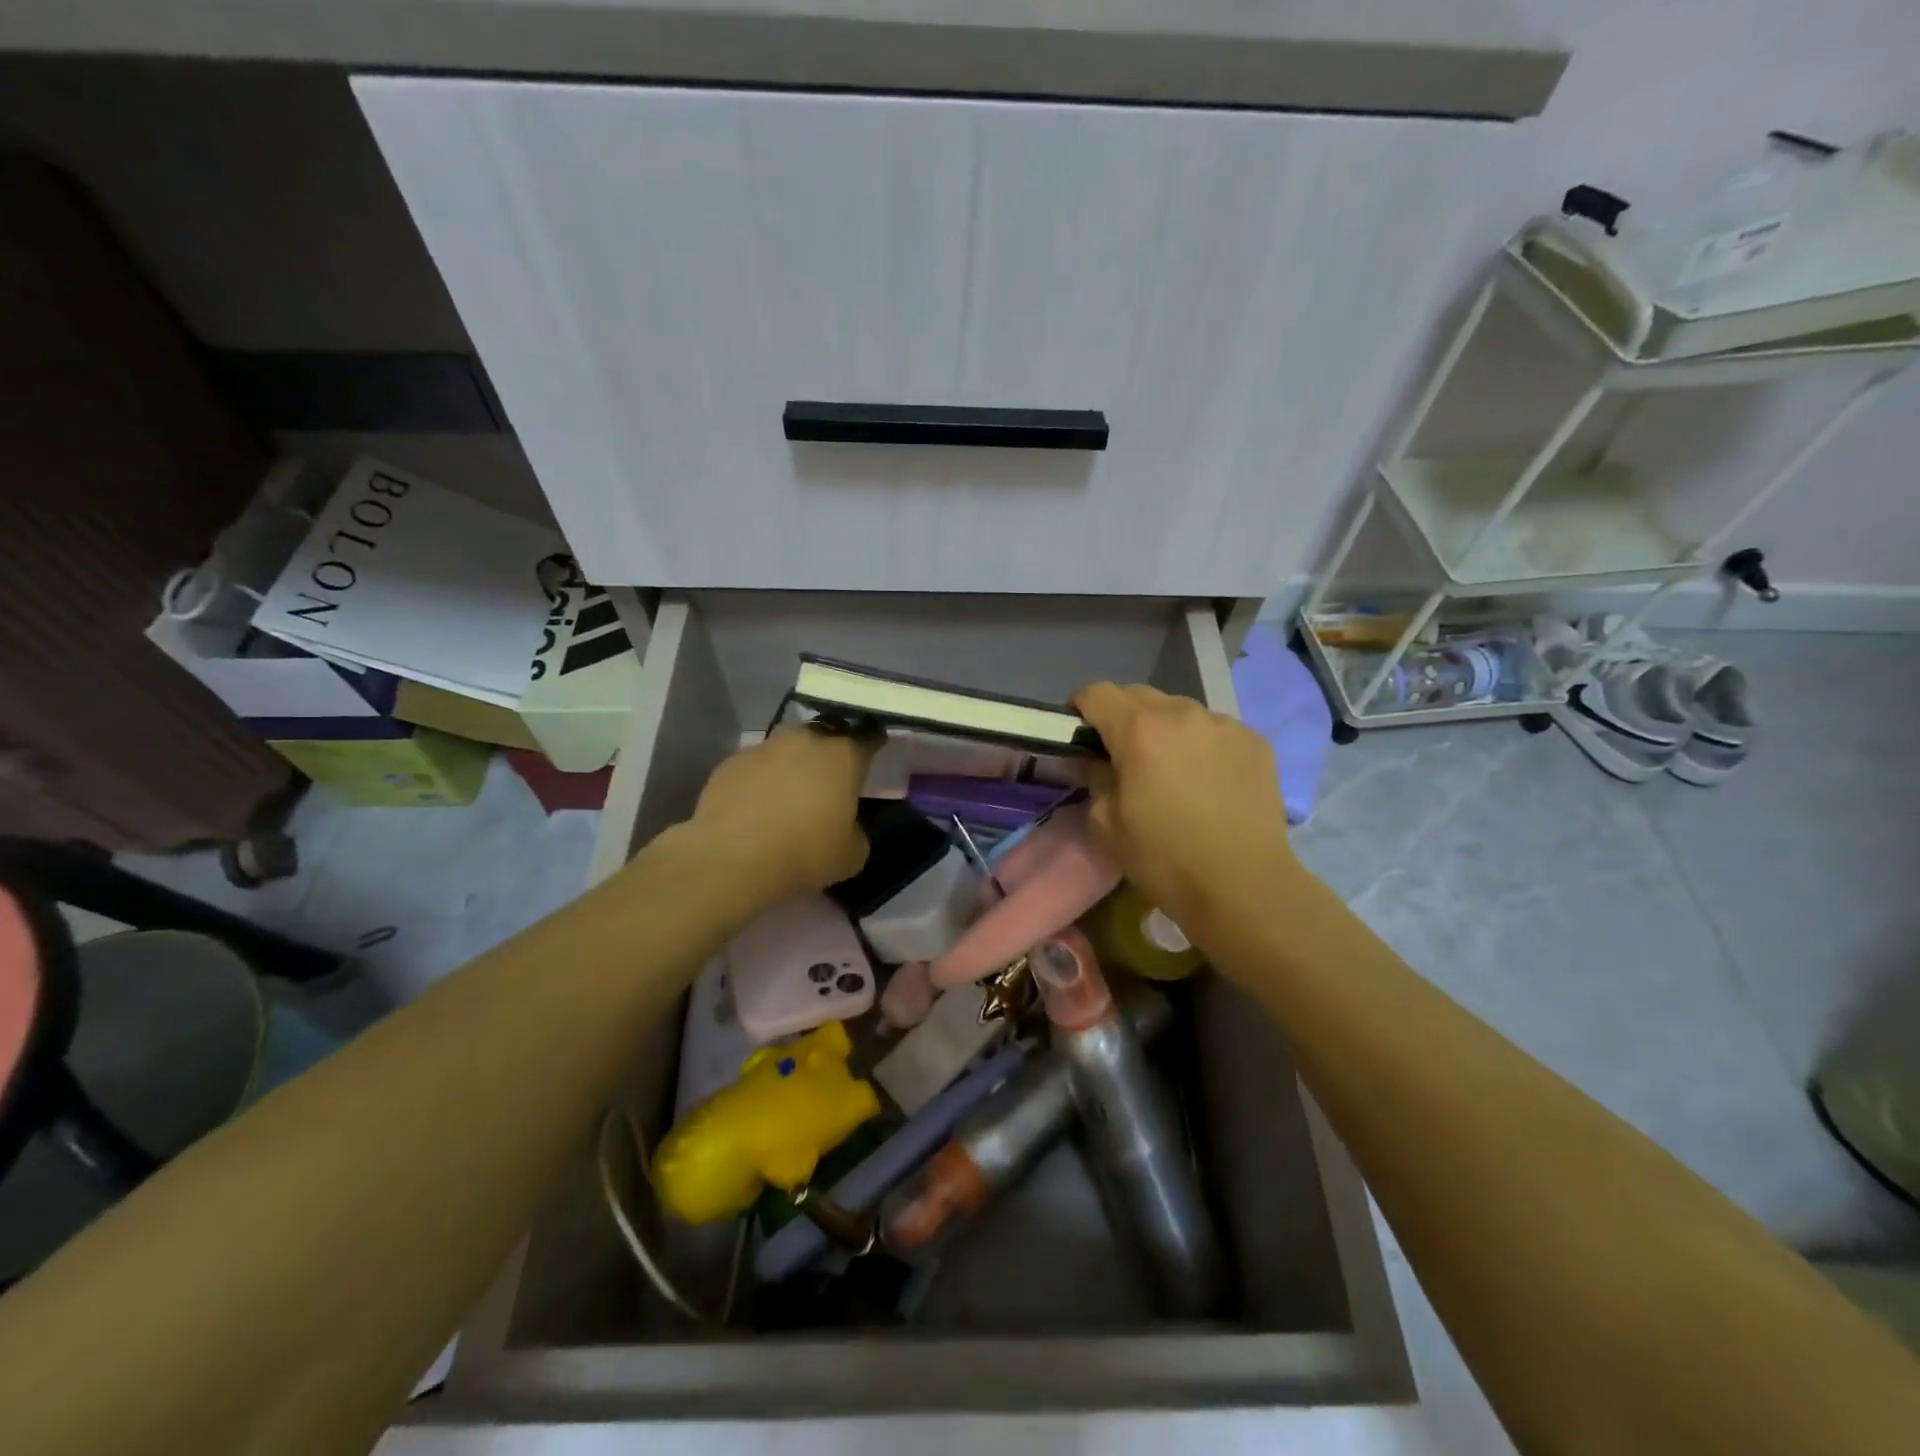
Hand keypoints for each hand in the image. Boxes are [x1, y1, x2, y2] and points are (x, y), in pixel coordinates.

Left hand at [686, 726, 876, 901]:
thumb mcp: (851, 855)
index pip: (868, 737)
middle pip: (825, 736)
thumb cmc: (804, 852)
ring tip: (790, 793)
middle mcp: (805, 740)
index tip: (875, 751)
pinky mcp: (730, 763)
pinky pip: (756, 767)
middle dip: (830, 752)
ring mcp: (764, 748)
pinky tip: (756, 806)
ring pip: (787, 748)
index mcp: (843, 755)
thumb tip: (846, 827)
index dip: (874, 743)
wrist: (732, 858)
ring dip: (793, 764)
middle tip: (831, 778)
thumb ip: (856, 832)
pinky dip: (761, 780)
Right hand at [1074, 682, 1298, 946]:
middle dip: (1122, 717)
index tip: (1079, 734)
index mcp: (1139, 729)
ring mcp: (1224, 724)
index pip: (1096, 693)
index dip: (1079, 709)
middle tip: (1121, 754)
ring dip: (1165, 729)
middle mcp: (1182, 713)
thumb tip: (1092, 760)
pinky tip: (1208, 781)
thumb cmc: (1164, 859)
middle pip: (1138, 695)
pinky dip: (1201, 744)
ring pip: (1180, 710)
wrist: (1243, 887)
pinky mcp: (1255, 741)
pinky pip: (1215, 730)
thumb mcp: (1107, 824)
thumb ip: (1094, 778)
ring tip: (1171, 768)